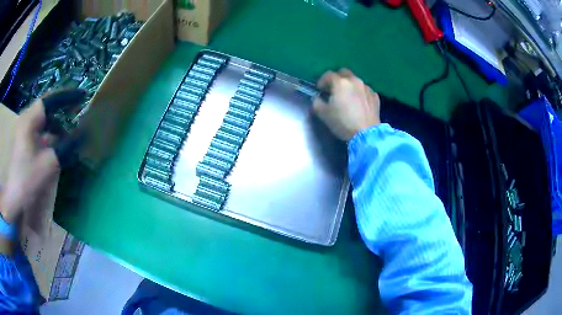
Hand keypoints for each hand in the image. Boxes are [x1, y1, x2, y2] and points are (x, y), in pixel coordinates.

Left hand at [0, 90, 85, 223]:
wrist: (12, 200)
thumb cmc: (27, 180)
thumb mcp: (48, 164)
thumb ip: (66, 147)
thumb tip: (84, 134)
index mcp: (29, 120)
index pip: (51, 99)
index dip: (68, 96)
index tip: (83, 96)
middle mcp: (25, 119)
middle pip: (46, 108)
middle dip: (62, 111)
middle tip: (76, 115)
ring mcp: (22, 130)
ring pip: (42, 120)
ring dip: (55, 125)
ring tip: (66, 136)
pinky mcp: (22, 141)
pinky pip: (38, 131)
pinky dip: (48, 134)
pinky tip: (54, 146)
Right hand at [313, 69, 379, 141]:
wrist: (366, 134)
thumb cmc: (343, 122)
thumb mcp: (323, 114)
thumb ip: (317, 102)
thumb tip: (318, 98)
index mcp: (340, 83)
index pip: (328, 75)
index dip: (322, 81)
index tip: (320, 89)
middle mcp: (354, 81)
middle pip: (344, 72)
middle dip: (337, 79)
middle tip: (334, 90)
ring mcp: (366, 87)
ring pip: (356, 81)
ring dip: (350, 86)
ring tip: (348, 98)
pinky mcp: (375, 96)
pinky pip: (365, 90)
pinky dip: (360, 93)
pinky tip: (359, 104)